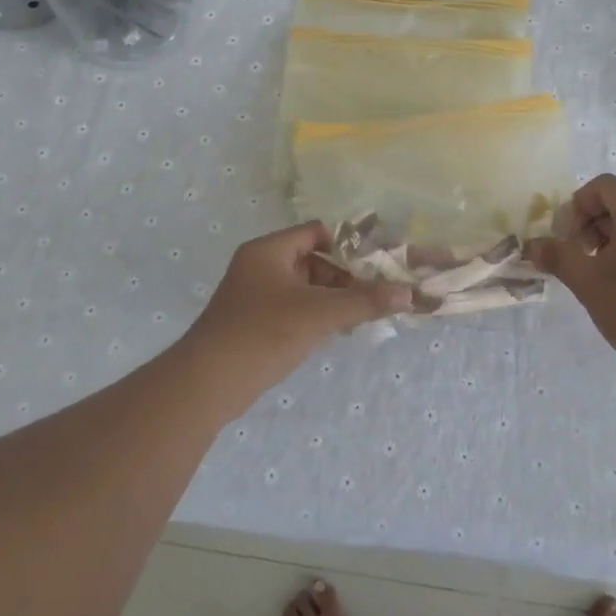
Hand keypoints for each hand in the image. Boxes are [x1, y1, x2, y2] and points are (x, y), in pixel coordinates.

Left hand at [186, 221, 413, 379]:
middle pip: (314, 260)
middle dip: (346, 276)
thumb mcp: (319, 314)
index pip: (317, 232)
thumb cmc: (263, 333)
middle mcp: (260, 266)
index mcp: (268, 251)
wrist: (207, 384)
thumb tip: (408, 294)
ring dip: (334, 298)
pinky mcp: (255, 323)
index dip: (349, 244)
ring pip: (306, 287)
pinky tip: (338, 330)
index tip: (379, 261)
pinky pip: (295, 308)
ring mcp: (255, 296)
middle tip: (377, 292)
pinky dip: (317, 315)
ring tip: (364, 312)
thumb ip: (364, 301)